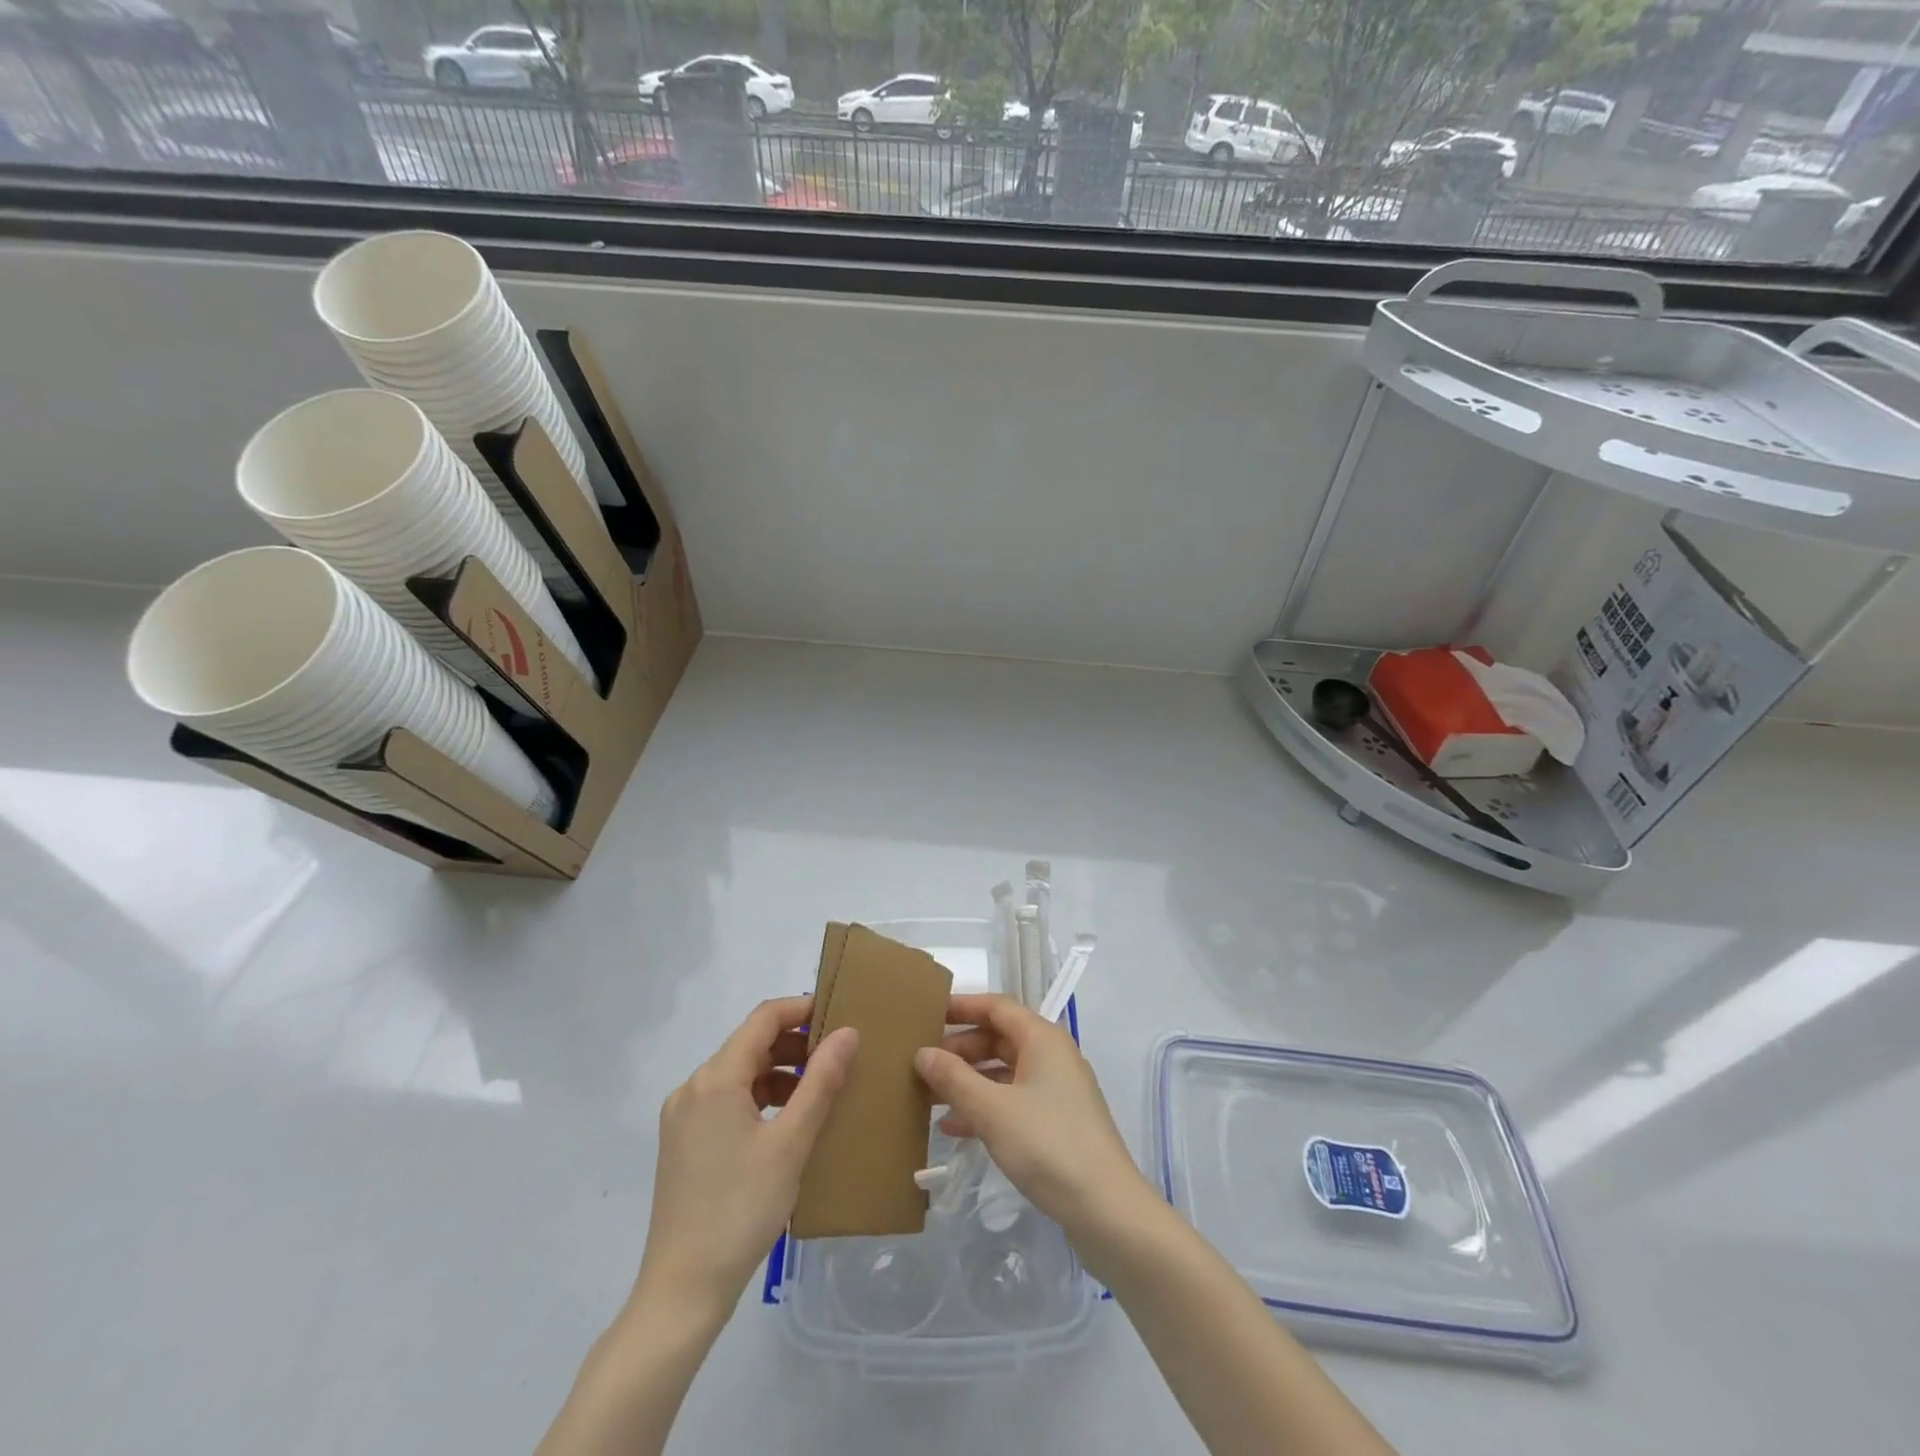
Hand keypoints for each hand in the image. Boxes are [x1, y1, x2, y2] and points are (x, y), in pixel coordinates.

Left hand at [635, 997, 857, 1318]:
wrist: (682, 1292)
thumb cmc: (741, 1210)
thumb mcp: (791, 1143)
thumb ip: (821, 1081)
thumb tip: (848, 1032)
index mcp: (714, 1079)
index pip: (763, 1019)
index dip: (802, 1008)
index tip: (840, 1013)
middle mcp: (692, 1088)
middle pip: (749, 1044)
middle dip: (795, 1043)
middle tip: (838, 1055)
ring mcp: (683, 1117)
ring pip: (739, 1073)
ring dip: (779, 1071)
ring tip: (820, 1089)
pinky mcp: (683, 1143)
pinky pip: (727, 1100)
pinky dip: (760, 1098)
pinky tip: (788, 1121)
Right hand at [914, 993, 1149, 1239]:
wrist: (1107, 1209)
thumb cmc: (1048, 1145)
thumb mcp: (993, 1110)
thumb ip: (954, 1078)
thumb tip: (922, 1053)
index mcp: (1042, 1038)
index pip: (996, 1006)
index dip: (962, 1007)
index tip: (927, 1015)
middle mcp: (1052, 1055)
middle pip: (999, 1037)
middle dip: (960, 1049)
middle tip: (922, 1063)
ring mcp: (1056, 1089)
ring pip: (1004, 1071)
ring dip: (969, 1080)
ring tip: (930, 1095)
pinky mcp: (1057, 1121)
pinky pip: (1013, 1099)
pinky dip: (985, 1106)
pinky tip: (955, 1128)